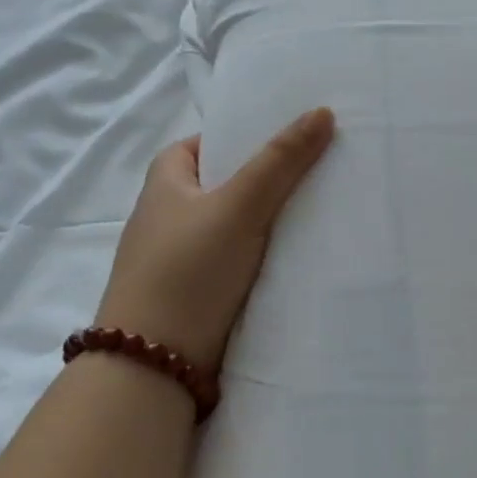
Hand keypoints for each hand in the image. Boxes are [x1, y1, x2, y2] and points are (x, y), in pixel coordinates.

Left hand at [95, 108, 335, 370]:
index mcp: (164, 184)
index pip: (203, 144)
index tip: (286, 140)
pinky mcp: (196, 294)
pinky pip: (236, 261)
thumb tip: (322, 111)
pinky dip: (262, 255)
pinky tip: (297, 256)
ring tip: (319, 209)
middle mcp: (168, 217)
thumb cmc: (189, 270)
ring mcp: (180, 259)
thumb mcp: (239, 206)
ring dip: (268, 221)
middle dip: (265, 179)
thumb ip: (281, 161)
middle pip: (224, 184)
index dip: (241, 138)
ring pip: (234, 226)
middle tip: (315, 171)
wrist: (154, 366)